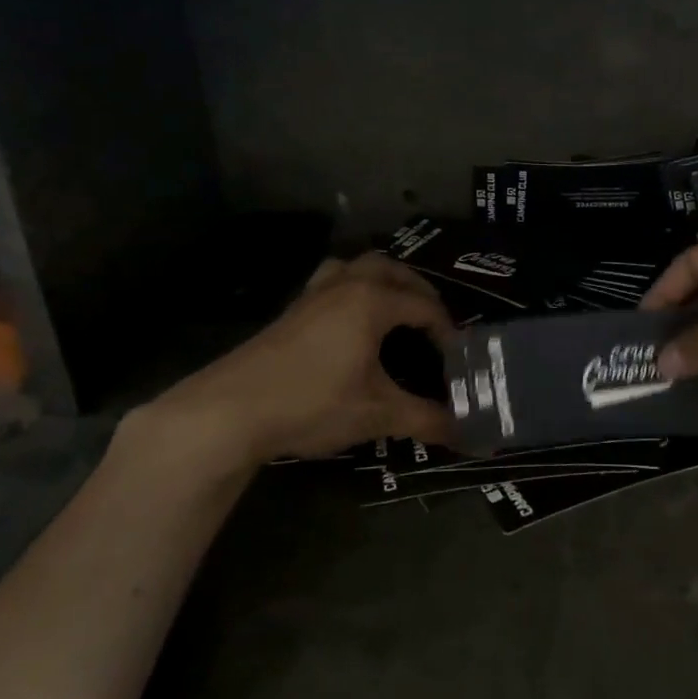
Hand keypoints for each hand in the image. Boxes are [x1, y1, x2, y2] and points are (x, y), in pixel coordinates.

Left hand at [129, 253, 456, 468]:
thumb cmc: (312, 403)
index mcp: (373, 301)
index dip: (446, 330)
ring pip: (359, 266)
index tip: (456, 358)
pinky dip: (353, 286)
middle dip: (420, 292)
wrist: (232, 409)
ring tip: (396, 309)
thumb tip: (465, 432)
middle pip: (394, 271)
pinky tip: (351, 318)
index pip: (424, 306)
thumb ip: (424, 418)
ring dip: (385, 280)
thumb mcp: (376, 414)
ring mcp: (315, 293)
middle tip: (433, 324)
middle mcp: (347, 285)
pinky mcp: (293, 308)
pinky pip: (333, 279)